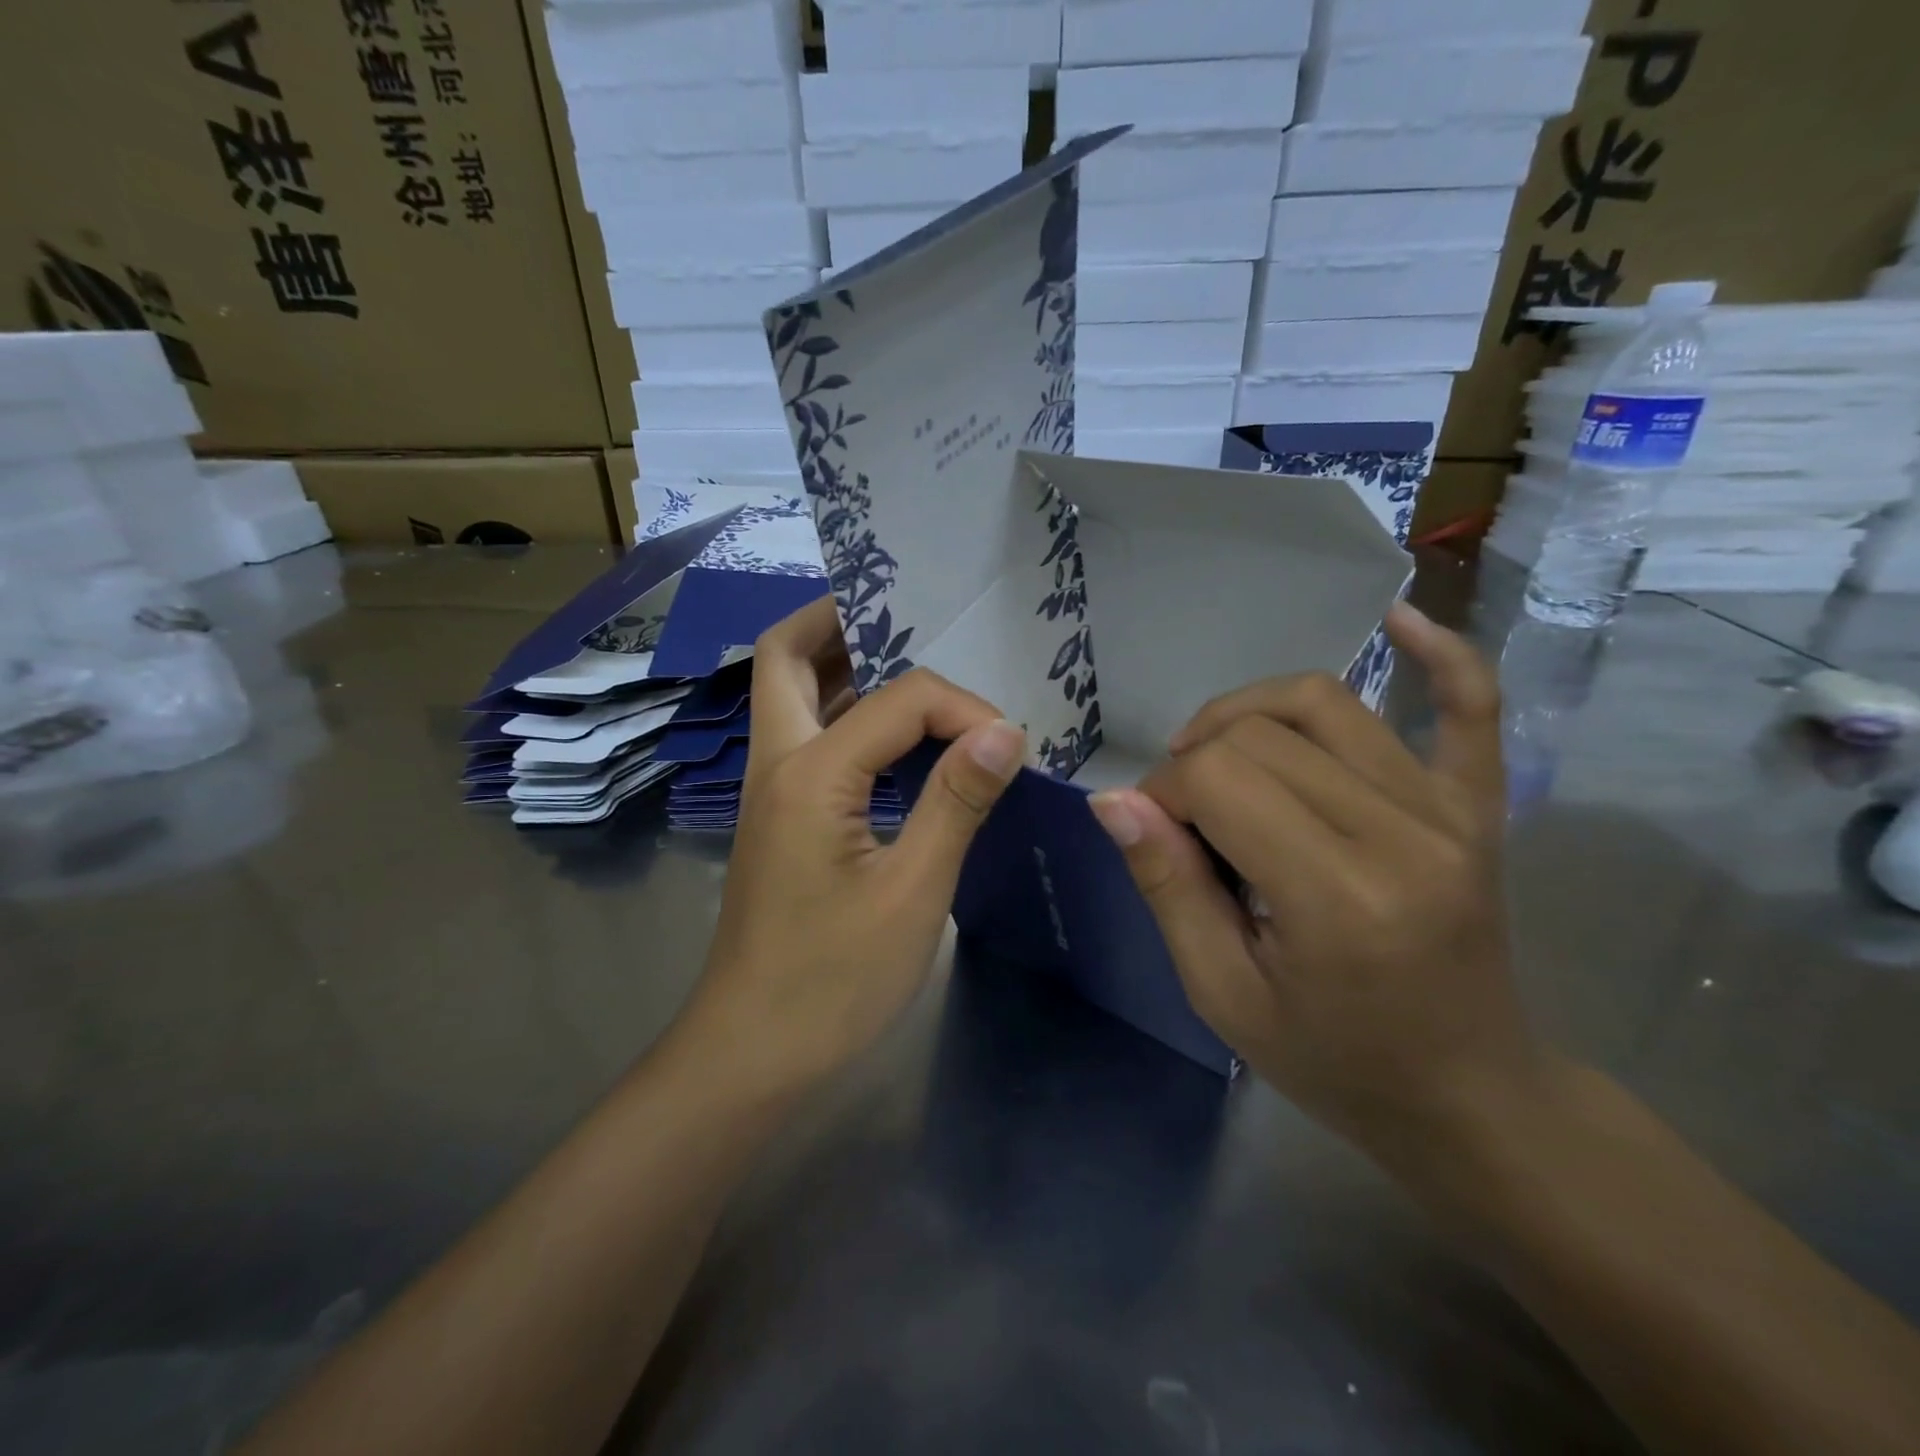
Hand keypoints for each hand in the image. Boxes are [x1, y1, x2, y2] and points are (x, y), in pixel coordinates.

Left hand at [686, 597, 1025, 1097]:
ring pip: (792, 694)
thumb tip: (1006, 732)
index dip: (964, 709)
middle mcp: (778, 764)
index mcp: (809, 773)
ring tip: (909, 658)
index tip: (1010, 747)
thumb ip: (956, 802)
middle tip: (906, 615)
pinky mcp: (782, 819)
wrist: (752, 1053)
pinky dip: (847, 713)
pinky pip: (811, 738)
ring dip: (841, 663)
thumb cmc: (834, 981)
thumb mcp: (913, 891)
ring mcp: (771, 791)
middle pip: (786, 657)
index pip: (901, 699)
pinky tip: (897, 737)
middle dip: (839, 620)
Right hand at [1087, 604, 1539, 1151]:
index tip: (1154, 834)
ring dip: (1251, 711)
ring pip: (1328, 703)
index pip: (1220, 778)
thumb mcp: (1223, 994)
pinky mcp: (1479, 808)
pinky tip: (1401, 620)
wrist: (1469, 1099)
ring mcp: (1450, 812)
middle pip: (1264, 733)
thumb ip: (1168, 887)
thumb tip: (1115, 800)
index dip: (1164, 792)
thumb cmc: (1335, 1062)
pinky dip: (1440, 656)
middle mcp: (1403, 833)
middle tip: (1182, 815)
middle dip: (1196, 758)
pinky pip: (1471, 710)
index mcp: (1338, 895)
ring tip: (1220, 750)